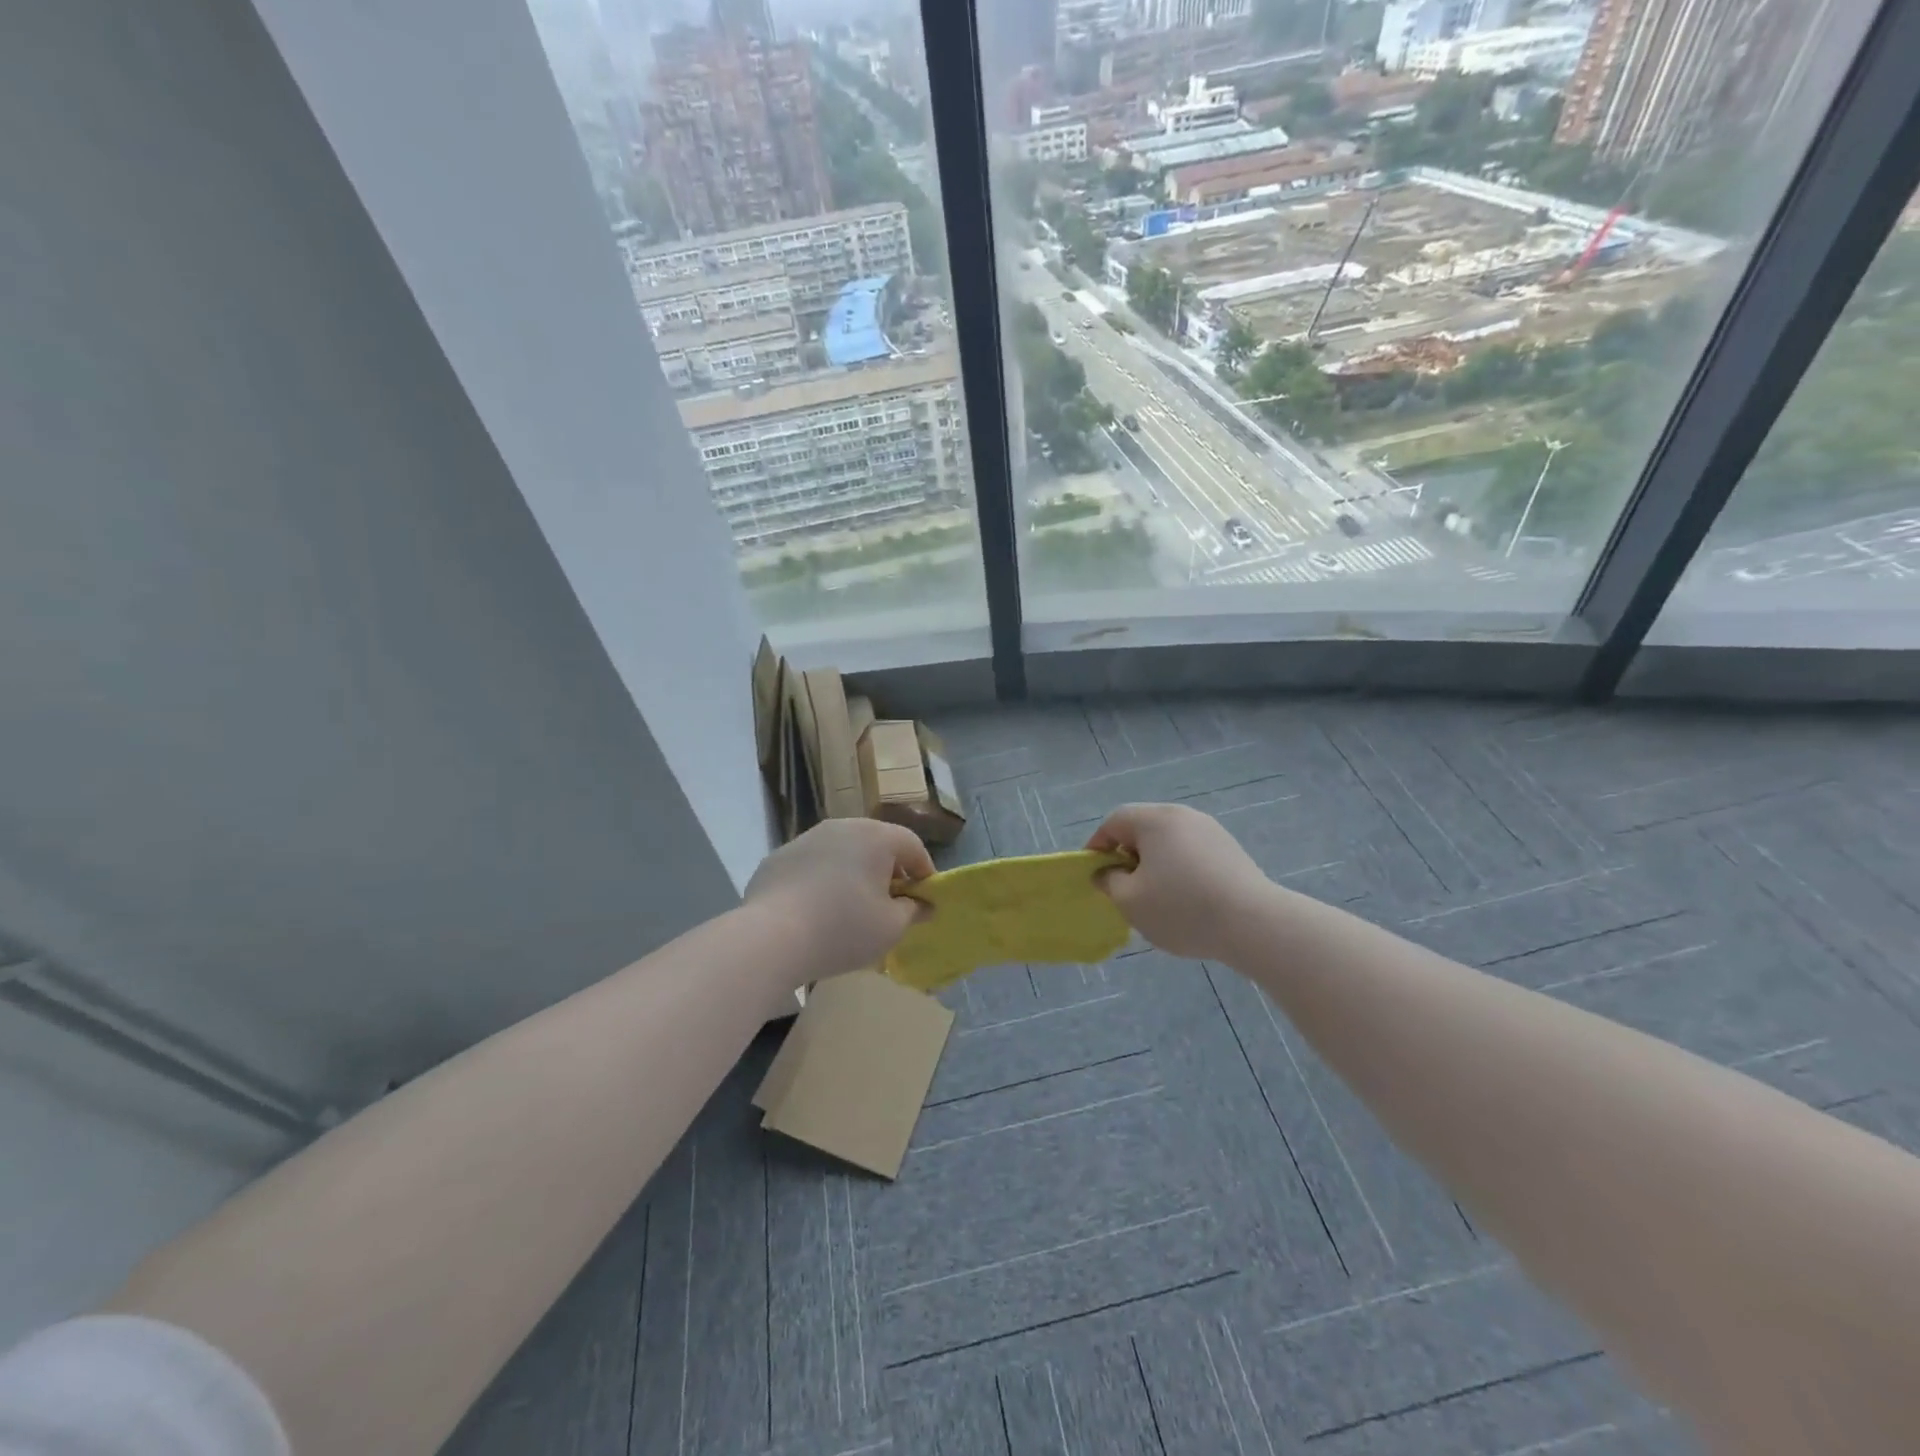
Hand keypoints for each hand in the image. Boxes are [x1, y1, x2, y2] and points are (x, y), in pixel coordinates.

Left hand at [744, 819, 934, 986]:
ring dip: (854, 873)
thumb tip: (923, 904)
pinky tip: (816, 911)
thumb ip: (914, 911)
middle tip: (891, 903)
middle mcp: (842, 826)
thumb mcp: (891, 927)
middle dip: (889, 871)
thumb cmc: (843, 929)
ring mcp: (806, 839)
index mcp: (875, 837)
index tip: (925, 899)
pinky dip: (822, 881)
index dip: (924, 872)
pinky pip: (812, 865)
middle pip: (876, 844)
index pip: (912, 846)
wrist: (770, 937)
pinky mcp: (778, 858)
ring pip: (842, 852)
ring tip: (852, 908)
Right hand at [1087, 803, 1273, 961]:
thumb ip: (1110, 882)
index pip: (1115, 821)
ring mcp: (1211, 831)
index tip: (1093, 872)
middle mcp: (1183, 816)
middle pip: (1143, 828)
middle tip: (1122, 886)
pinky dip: (1179, 869)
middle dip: (1127, 855)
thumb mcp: (1130, 901)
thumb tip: (1107, 872)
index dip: (1097, 844)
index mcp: (1155, 820)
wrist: (1254, 923)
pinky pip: (1192, 853)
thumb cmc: (1181, 908)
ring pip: (1169, 842)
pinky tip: (1185, 900)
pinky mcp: (1231, 850)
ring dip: (1154, 863)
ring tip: (1154, 897)